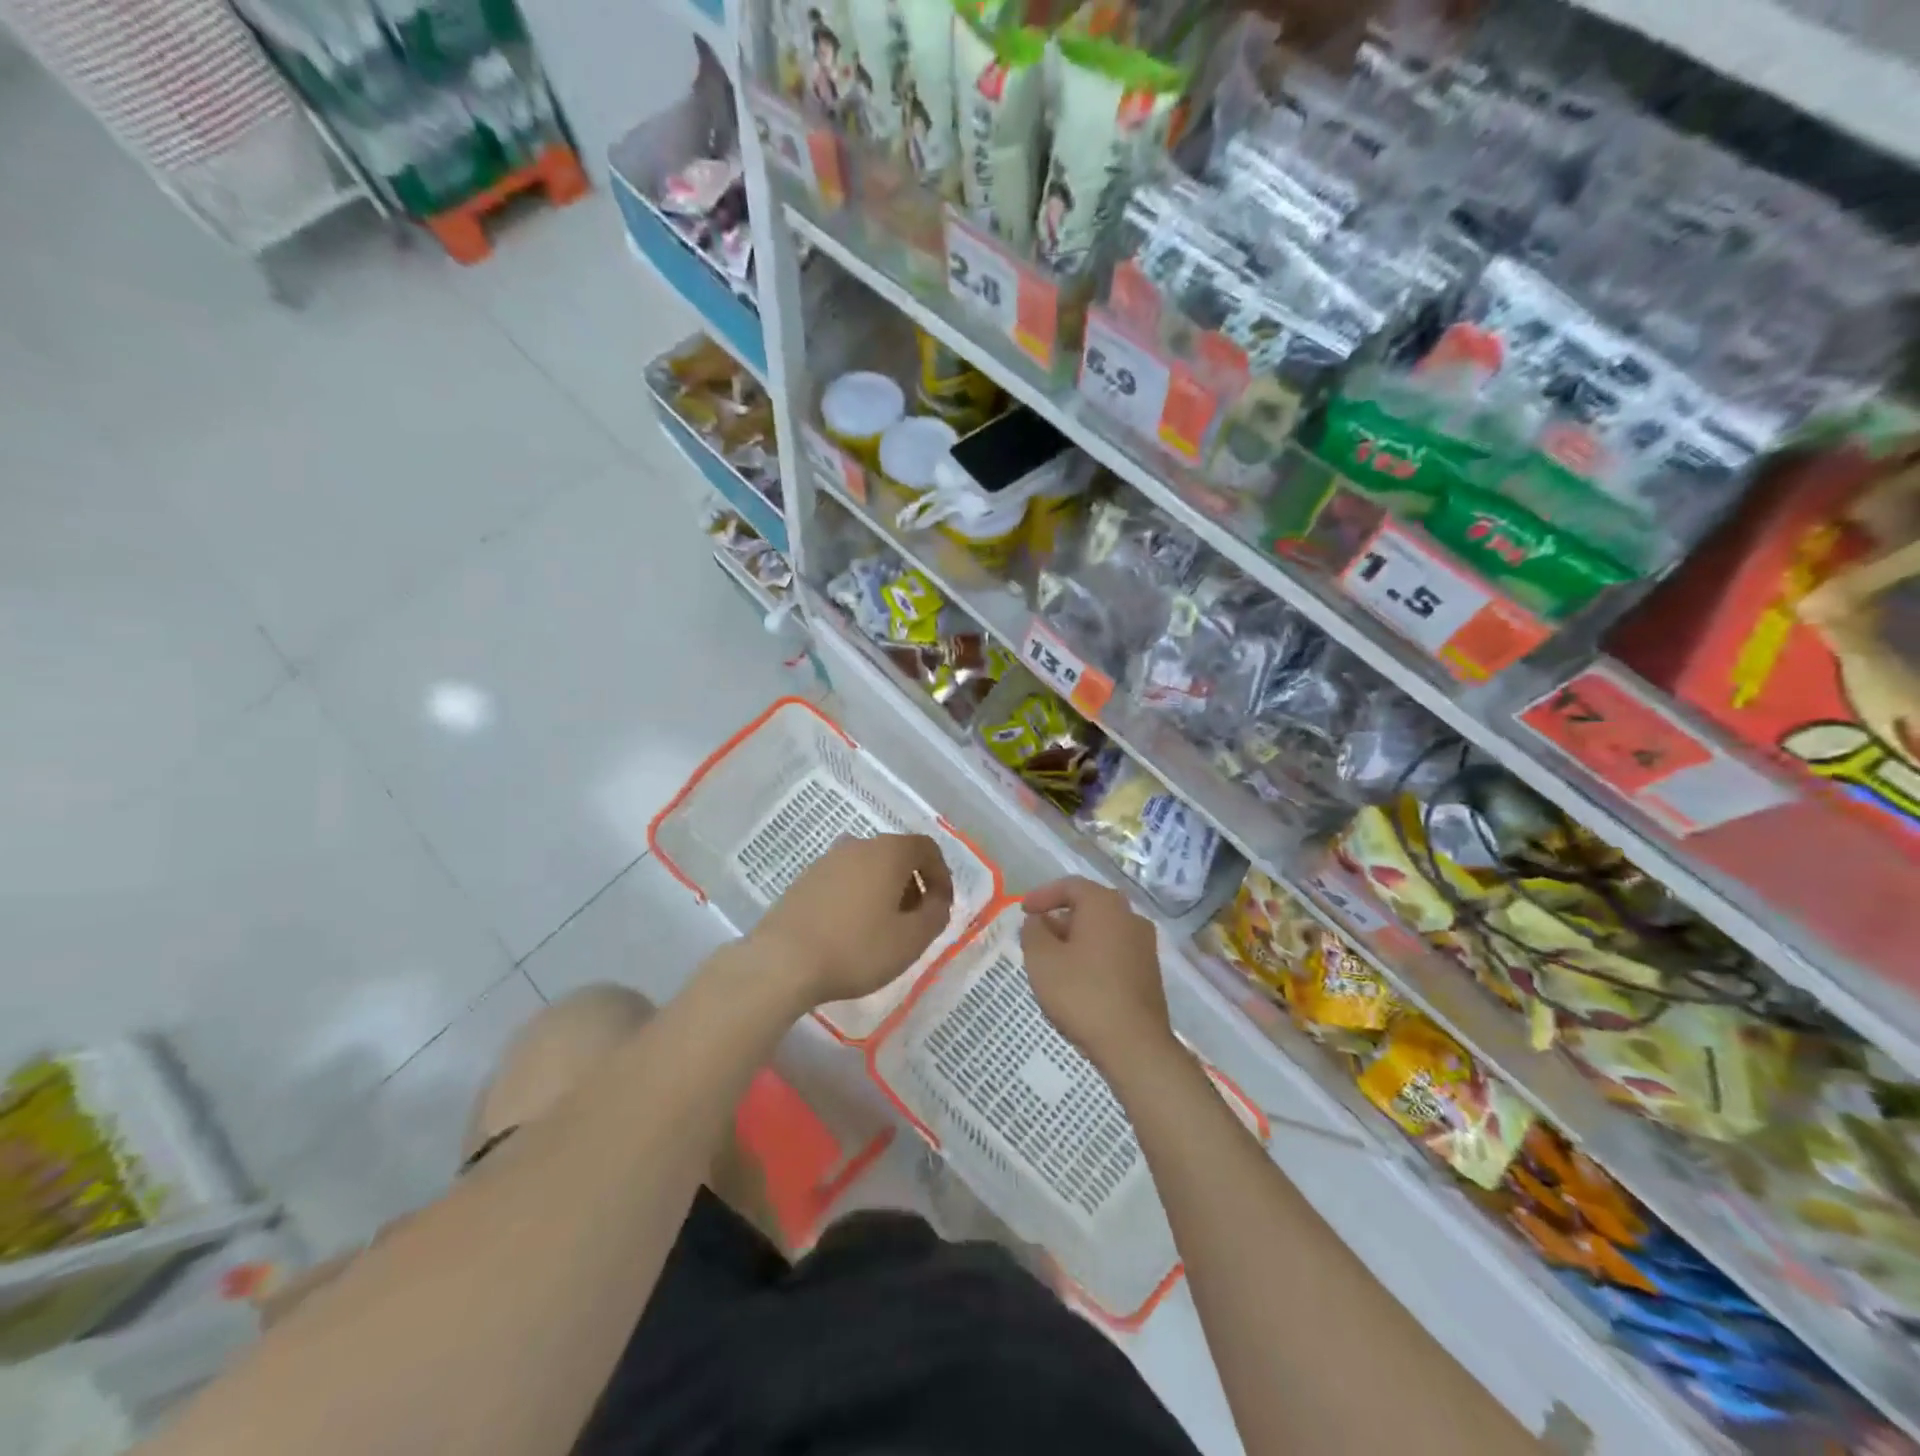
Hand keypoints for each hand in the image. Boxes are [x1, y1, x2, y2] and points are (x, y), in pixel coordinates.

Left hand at [751, 833, 953, 1007]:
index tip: (941, 907)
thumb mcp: (911, 940)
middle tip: (915, 922)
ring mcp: (827, 860)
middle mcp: (858, 845)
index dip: (941, 875)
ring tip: (883, 930)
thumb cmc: (856, 948)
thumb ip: (936, 915)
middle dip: (913, 885)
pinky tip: (851, 931)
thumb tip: (937, 900)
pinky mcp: (804, 880)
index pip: (927, 848)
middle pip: (897, 856)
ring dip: (884, 892)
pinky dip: (858, 897)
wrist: (782, 961)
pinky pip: (844, 880)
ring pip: (868, 868)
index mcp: (888, 852)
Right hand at [1020, 877, 1176, 1076]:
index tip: (1023, 912)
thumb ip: (1033, 931)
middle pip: (1089, 907)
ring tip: (1053, 962)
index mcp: (1105, 904)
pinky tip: (1077, 980)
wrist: (1134, 1045)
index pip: (1070, 885)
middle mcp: (1130, 917)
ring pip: (1102, 930)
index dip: (1043, 895)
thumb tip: (1038, 920)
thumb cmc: (1082, 993)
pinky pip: (1114, 951)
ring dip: (1076, 939)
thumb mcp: (1042, 960)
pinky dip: (1093, 956)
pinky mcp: (1149, 972)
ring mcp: (1144, 945)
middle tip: (1036, 936)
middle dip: (1059, 918)